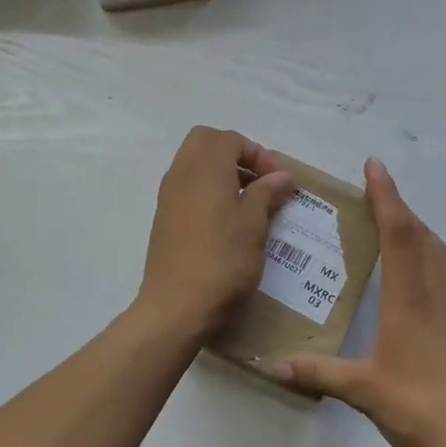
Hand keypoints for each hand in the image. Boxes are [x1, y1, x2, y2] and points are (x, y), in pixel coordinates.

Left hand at [138, 126, 294, 334]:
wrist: (177, 307)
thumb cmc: (222, 260)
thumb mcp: (254, 224)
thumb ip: (267, 192)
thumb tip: (281, 175)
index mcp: (205, 167)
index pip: (231, 139)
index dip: (259, 154)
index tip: (279, 181)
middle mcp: (181, 173)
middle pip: (206, 142)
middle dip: (235, 154)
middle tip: (259, 181)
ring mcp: (168, 196)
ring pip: (194, 164)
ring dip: (221, 172)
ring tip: (248, 202)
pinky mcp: (164, 219)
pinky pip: (187, 188)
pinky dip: (208, 191)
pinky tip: (227, 221)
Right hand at [277, 158, 445, 446]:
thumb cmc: (421, 407)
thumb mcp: (364, 391)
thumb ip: (320, 373)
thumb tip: (276, 364)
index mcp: (410, 300)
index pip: (399, 233)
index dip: (386, 196)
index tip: (375, 165)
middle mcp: (437, 294)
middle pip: (422, 235)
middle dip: (400, 207)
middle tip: (376, 192)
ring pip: (440, 252)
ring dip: (418, 229)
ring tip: (396, 225)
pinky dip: (431, 255)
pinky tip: (418, 275)